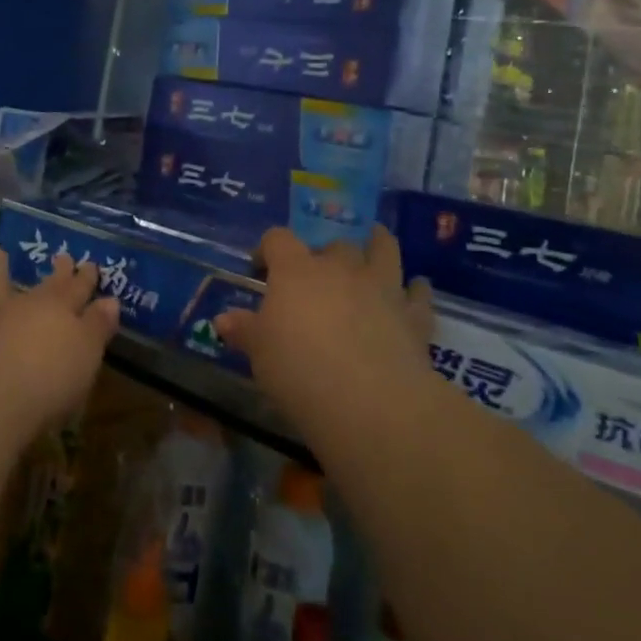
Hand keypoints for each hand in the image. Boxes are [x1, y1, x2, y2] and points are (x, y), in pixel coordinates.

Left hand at [0, 248, 118, 441]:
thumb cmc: (53, 376)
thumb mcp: (88, 352)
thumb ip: (98, 325)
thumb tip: (109, 300)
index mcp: (57, 307)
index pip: (76, 288)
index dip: (85, 278)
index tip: (90, 264)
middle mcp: (22, 309)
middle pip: (42, 287)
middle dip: (55, 273)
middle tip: (60, 256)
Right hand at [216, 226, 435, 442]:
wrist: (368, 401)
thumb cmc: (299, 370)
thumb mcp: (259, 354)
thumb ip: (244, 331)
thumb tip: (222, 320)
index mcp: (296, 271)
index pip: (278, 239)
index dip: (268, 248)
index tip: (261, 268)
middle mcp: (340, 268)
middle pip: (333, 243)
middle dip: (325, 253)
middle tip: (317, 275)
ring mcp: (381, 287)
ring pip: (383, 249)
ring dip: (378, 244)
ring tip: (374, 243)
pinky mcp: (413, 315)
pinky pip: (418, 293)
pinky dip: (416, 289)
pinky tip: (416, 289)